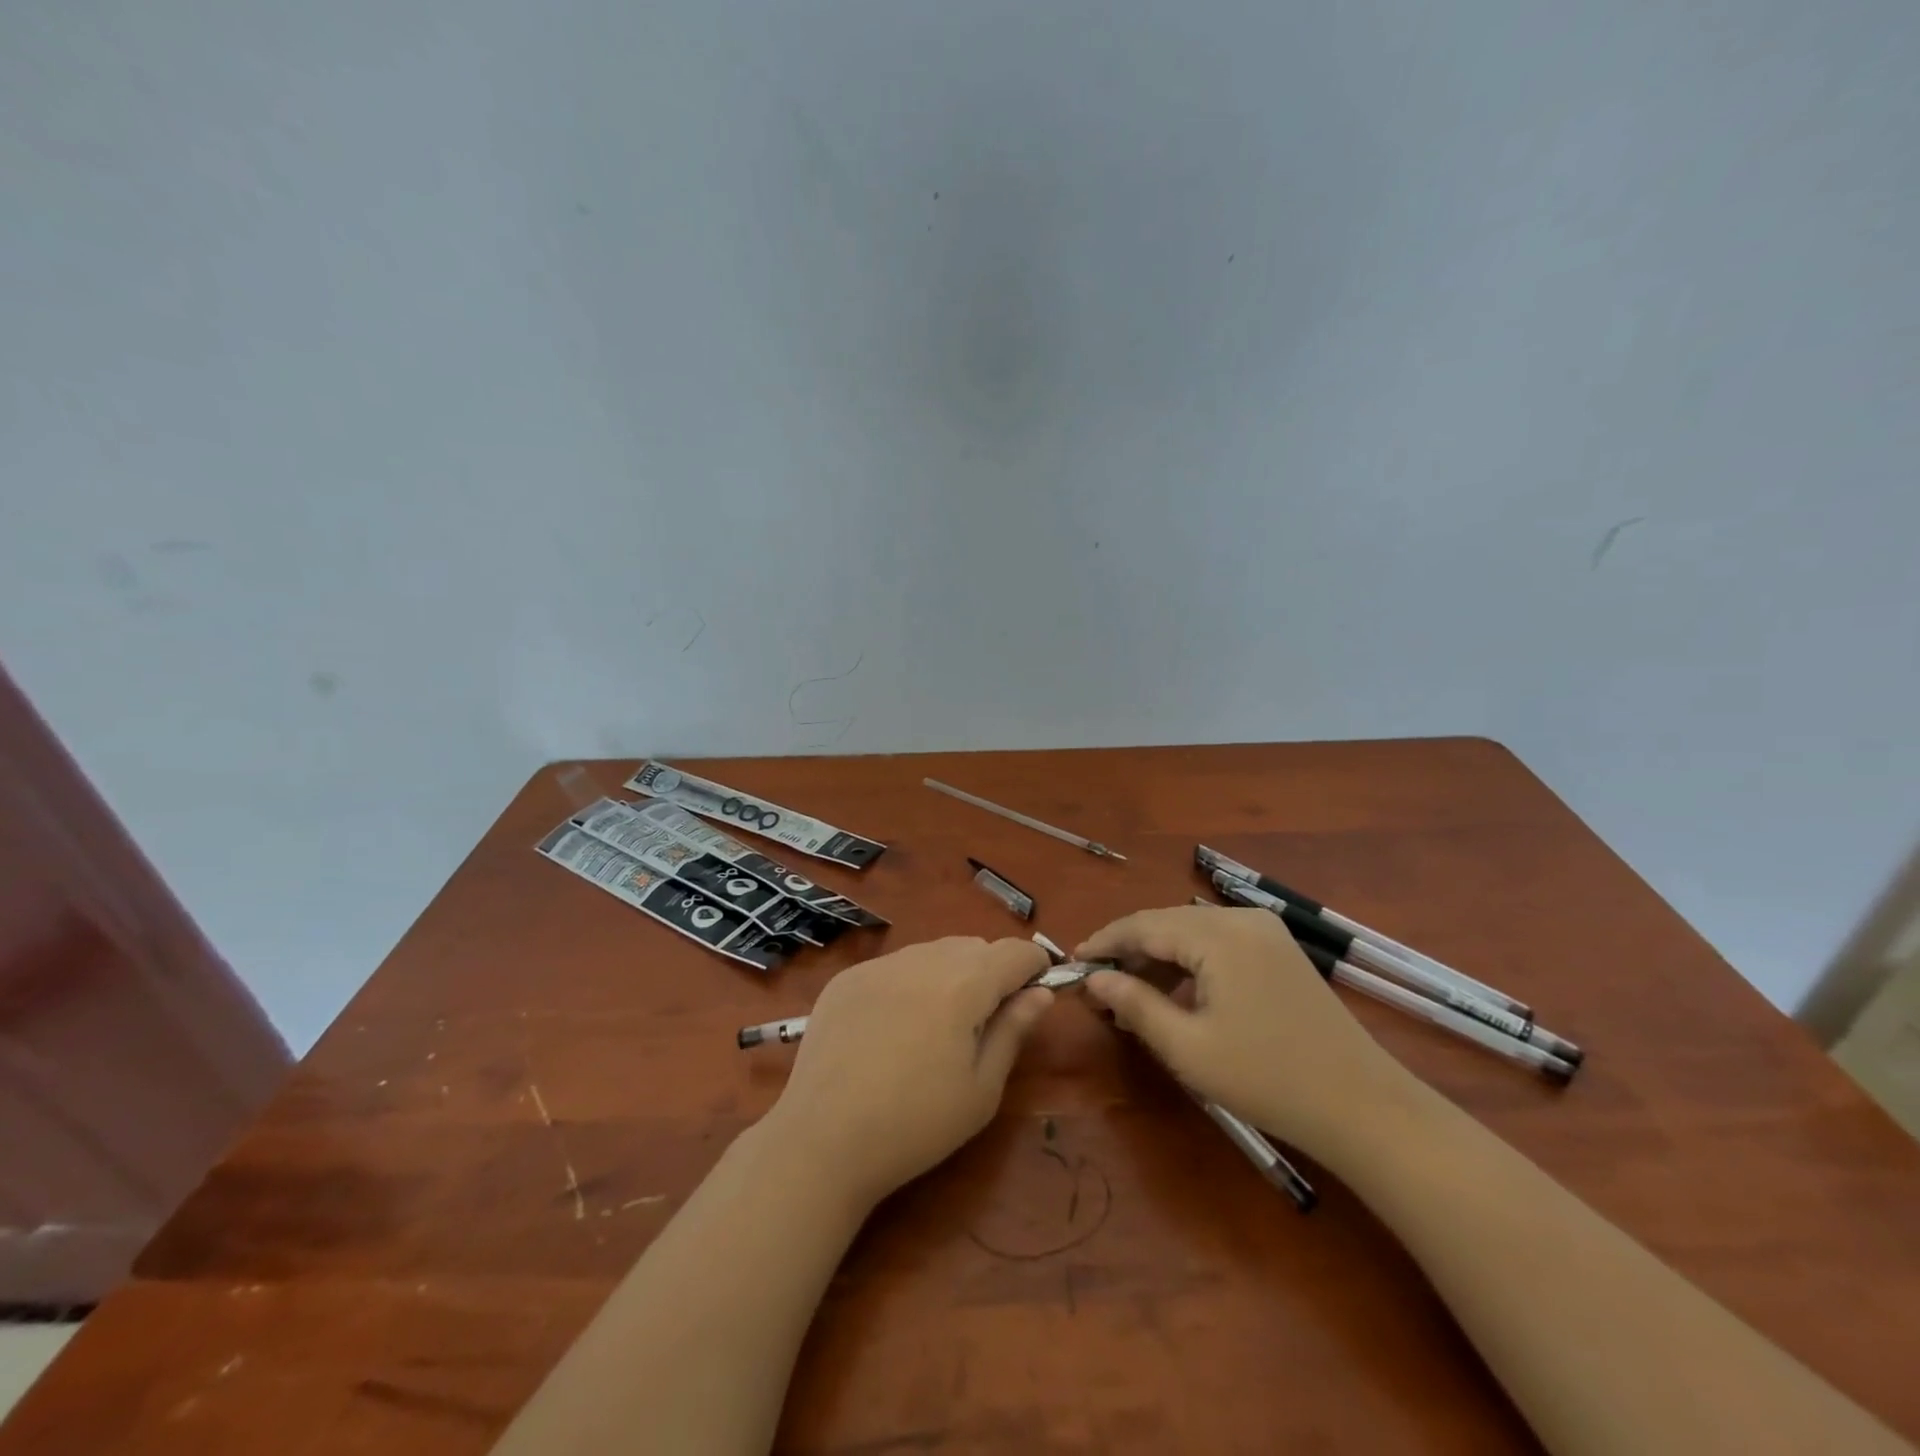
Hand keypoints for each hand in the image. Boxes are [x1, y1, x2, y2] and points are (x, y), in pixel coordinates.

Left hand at [765, 937, 1053, 1208]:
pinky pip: (894, 965)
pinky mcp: (846, 978)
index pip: (1014, 951)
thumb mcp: (981, 1089)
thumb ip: (1013, 1030)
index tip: (1035, 993)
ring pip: (932, 951)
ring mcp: (879, 965)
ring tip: (936, 1026)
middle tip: (983, 1022)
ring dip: (949, 973)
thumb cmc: (916, 1125)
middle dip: (991, 971)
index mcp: (964, 984)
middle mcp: (922, 959)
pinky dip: (909, 983)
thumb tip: (1039, 993)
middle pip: (973, 946)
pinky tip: (893, 1028)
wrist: (822, 1140)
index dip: (1034, 967)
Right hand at [1076, 905, 1417, 1160]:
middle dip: (1129, 951)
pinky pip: (1218, 945)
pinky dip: (1189, 964)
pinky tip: (1176, 995)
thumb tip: (1094, 979)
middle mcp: (1241, 919)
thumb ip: (1135, 1004)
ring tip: (1131, 995)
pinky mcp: (1279, 950)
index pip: (1143, 925)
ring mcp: (1265, 932)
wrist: (1363, 1106)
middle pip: (1167, 923)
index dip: (1104, 942)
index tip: (1072, 962)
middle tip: (1098, 985)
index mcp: (1218, 935)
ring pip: (1192, 933)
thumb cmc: (1267, 1078)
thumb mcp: (1188, 1047)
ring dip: (1158, 958)